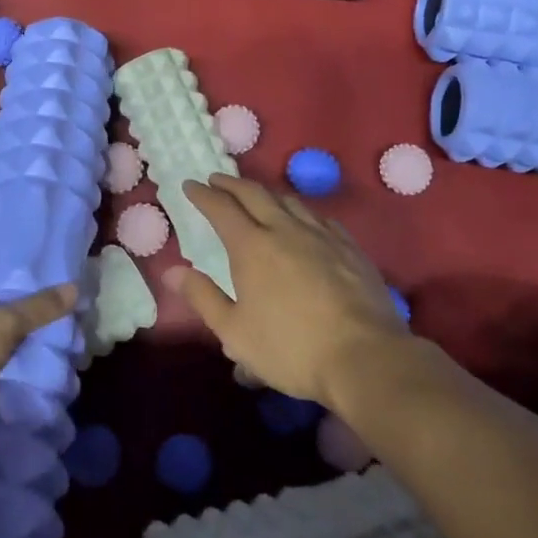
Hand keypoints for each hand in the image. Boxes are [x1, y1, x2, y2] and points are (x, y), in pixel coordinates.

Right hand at [164, 173, 408, 406]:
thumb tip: (171, 271)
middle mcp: (285, 229)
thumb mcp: (235, 332)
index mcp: (251, 246)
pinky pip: (320, 217)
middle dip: (231, 184)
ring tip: (257, 194)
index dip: (203, 194)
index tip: (191, 185)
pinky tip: (304, 219)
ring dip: (266, 192)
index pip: (221, 208)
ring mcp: (321, 235)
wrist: (365, 357)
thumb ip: (203, 297)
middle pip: (254, 194)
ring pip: (289, 200)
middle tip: (217, 180)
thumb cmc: (291, 348)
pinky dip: (301, 211)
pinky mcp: (349, 247)